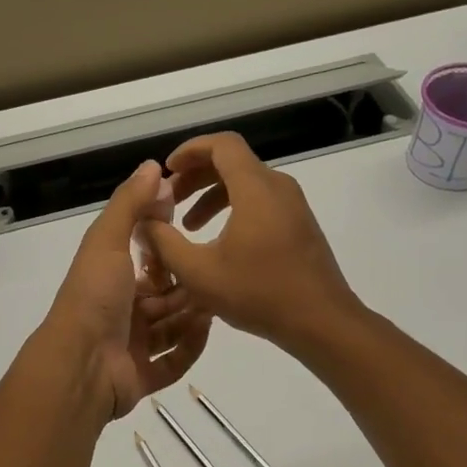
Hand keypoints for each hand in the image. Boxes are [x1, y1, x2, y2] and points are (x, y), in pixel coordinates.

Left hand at [36, 161, 211, 421]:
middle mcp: (120, 311)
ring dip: (192, 315)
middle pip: (164, 296)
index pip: (146, 260)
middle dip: (188, 285)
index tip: (193, 232)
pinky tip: (206, 331)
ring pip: (172, 327)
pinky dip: (190, 348)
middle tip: (215, 274)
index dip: (168, 247)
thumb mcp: (107, 240)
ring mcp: (130, 346)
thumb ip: (129, 203)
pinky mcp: (141, 376)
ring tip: (217, 301)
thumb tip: (152, 166)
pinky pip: (173, 362)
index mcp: (110, 279)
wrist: (81, 363)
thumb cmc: (95, 296)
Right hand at [141, 133, 361, 354]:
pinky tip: (218, 242)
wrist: (322, 322)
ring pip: (246, 183)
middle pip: (232, 162)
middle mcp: (277, 187)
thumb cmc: (259, 293)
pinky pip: (260, 201)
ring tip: (188, 226)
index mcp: (255, 188)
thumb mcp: (198, 272)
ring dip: (212, 196)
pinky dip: (233, 209)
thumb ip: (164, 242)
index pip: (222, 144)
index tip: (167, 170)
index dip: (190, 150)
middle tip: (169, 200)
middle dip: (195, 176)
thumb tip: (144, 221)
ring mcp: (293, 205)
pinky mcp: (299, 225)